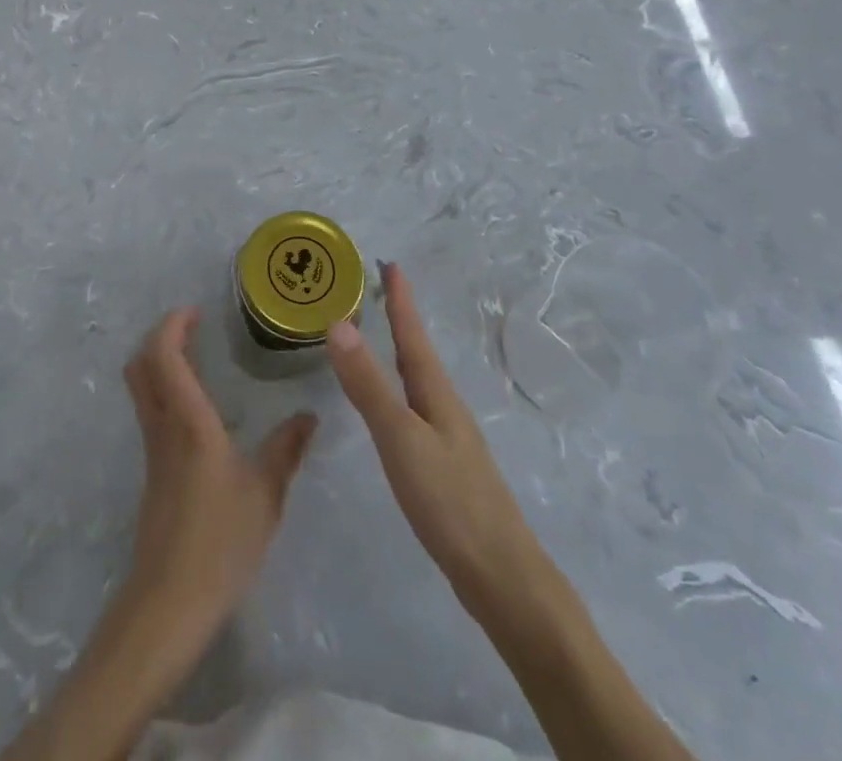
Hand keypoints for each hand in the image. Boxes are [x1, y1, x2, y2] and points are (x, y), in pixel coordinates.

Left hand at [120, 309, 316, 648]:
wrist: (170, 602)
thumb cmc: (220, 542)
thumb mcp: (266, 494)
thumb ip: (286, 449)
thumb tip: (309, 415)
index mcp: (189, 421)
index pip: (163, 355)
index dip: (172, 325)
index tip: (195, 311)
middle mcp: (163, 426)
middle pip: (140, 364)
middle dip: (159, 336)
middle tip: (193, 328)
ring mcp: (153, 449)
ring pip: (142, 388)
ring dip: (160, 361)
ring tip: (197, 358)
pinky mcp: (153, 470)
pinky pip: (151, 411)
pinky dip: (165, 389)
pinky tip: (199, 408)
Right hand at [328, 264, 536, 612]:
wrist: (502, 578)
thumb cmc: (450, 501)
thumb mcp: (401, 438)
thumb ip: (369, 384)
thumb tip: (339, 322)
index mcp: (436, 393)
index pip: (413, 334)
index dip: (401, 299)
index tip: (390, 263)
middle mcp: (445, 407)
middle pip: (418, 353)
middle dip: (400, 320)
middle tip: (381, 290)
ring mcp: (448, 438)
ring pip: (418, 381)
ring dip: (400, 353)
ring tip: (382, 338)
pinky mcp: (445, 467)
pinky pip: (415, 410)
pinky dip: (399, 390)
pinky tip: (393, 407)